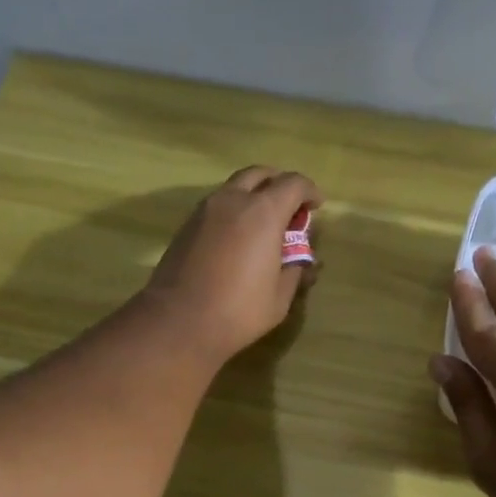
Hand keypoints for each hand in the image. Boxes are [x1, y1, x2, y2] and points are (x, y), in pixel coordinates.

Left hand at [142, 167, 320, 364]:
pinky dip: (234, 210)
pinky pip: (217, 205)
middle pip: (260, 175)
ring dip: (253, 196)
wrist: (179, 322)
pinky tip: (238, 238)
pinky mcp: (186, 226)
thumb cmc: (238, 311)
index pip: (293, 184)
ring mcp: (205, 210)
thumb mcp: (279, 297)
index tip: (316, 206)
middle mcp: (233, 200)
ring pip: (235, 187)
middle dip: (279, 185)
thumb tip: (303, 262)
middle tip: (289, 208)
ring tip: (263, 224)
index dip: (309, 191)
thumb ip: (295, 271)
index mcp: (263, 212)